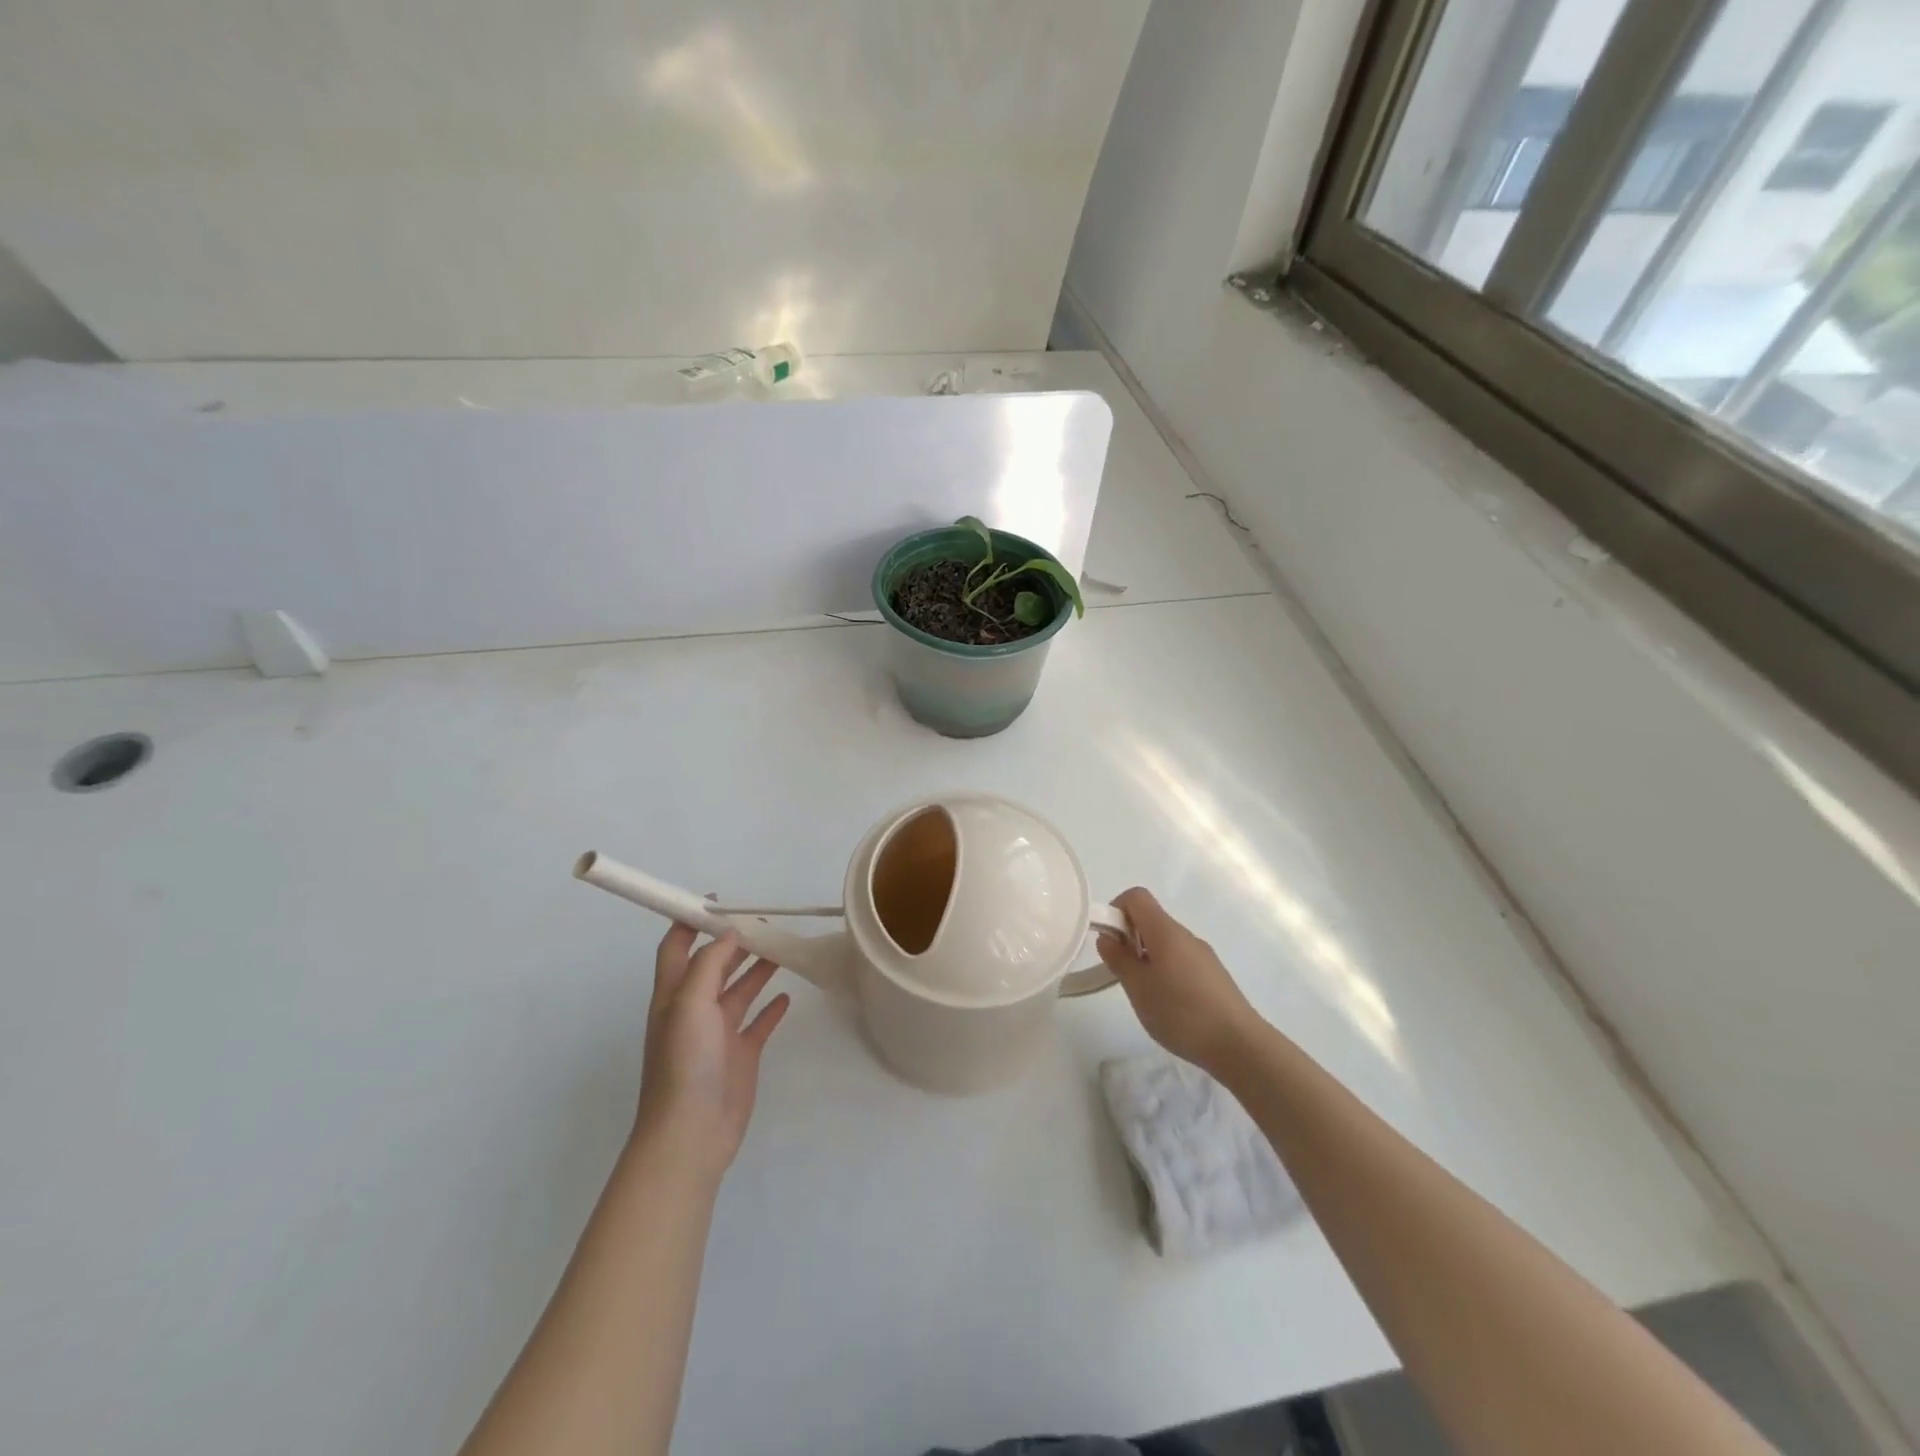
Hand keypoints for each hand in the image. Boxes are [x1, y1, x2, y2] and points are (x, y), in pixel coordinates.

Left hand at [634, 926, 789, 1184]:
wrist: (691, 1133)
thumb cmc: (684, 1063)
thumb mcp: (689, 1004)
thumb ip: (708, 964)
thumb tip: (728, 933)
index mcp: (674, 995)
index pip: (676, 947)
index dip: (689, 921)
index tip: (717, 900)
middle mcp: (695, 1009)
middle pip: (714, 964)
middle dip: (735, 941)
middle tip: (766, 922)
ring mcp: (719, 1034)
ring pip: (740, 990)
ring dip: (758, 967)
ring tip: (783, 947)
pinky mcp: (741, 1055)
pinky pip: (759, 1023)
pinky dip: (772, 1007)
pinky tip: (788, 994)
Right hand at [1098, 888, 1258, 1072]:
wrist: (1239, 1044)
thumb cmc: (1181, 1012)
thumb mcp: (1138, 988)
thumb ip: (1119, 959)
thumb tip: (1107, 937)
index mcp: (1165, 930)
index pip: (1136, 897)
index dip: (1116, 910)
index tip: (1110, 941)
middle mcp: (1185, 935)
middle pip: (1150, 919)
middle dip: (1129, 938)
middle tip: (1122, 972)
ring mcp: (1202, 955)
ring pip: (1165, 942)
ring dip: (1146, 957)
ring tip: (1144, 993)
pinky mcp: (1213, 975)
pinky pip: (1180, 960)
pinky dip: (1165, 971)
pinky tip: (1169, 1004)